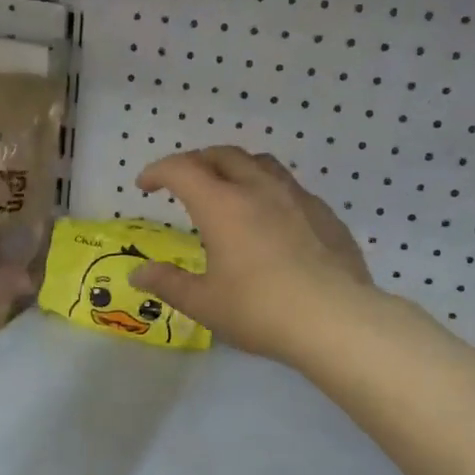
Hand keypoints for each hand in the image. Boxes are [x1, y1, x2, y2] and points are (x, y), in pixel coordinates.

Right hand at [132, 146, 375, 364]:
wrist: (336, 320)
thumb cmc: (259, 311)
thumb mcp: (204, 303)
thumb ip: (168, 283)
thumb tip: (138, 273)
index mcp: (222, 205)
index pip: (182, 169)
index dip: (158, 171)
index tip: (145, 186)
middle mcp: (259, 189)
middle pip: (223, 155)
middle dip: (197, 161)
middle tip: (184, 183)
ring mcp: (298, 198)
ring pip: (261, 164)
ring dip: (236, 168)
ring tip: (228, 191)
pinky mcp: (325, 215)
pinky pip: (290, 189)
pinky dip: (269, 192)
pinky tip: (271, 222)